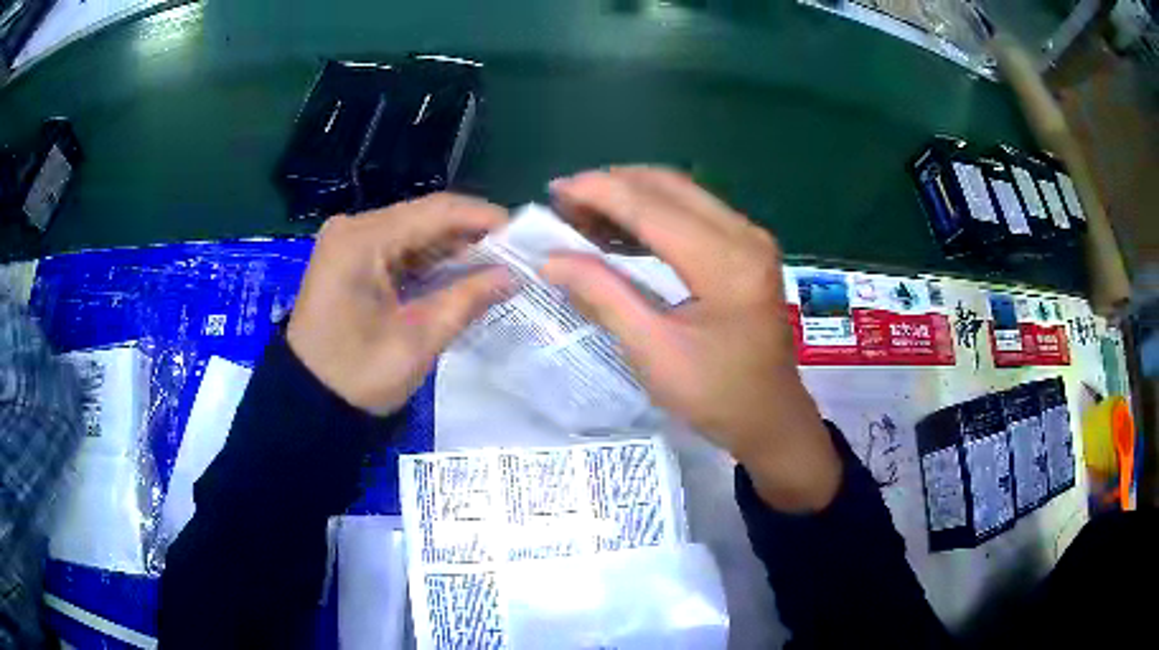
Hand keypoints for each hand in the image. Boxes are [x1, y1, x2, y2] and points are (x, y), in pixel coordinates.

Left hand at [288, 194, 510, 415]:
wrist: (307, 403)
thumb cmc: (358, 376)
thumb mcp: (417, 340)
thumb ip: (466, 299)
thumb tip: (513, 275)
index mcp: (362, 240)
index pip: (435, 211)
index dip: (483, 218)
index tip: (523, 234)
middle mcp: (352, 228)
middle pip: (423, 217)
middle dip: (470, 234)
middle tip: (514, 253)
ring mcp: (347, 242)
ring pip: (412, 232)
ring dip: (451, 248)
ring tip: (495, 264)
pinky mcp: (348, 259)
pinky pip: (397, 249)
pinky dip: (429, 261)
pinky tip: (458, 273)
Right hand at [543, 168, 840, 511]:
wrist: (771, 418)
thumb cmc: (715, 395)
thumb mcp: (653, 351)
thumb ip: (604, 295)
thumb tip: (551, 259)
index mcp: (726, 262)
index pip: (651, 205)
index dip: (597, 192)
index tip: (552, 193)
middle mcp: (744, 234)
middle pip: (667, 185)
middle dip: (611, 185)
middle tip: (564, 203)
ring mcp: (750, 237)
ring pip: (681, 192)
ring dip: (631, 195)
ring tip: (584, 212)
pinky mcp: (748, 247)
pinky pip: (694, 210)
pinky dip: (653, 211)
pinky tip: (622, 228)